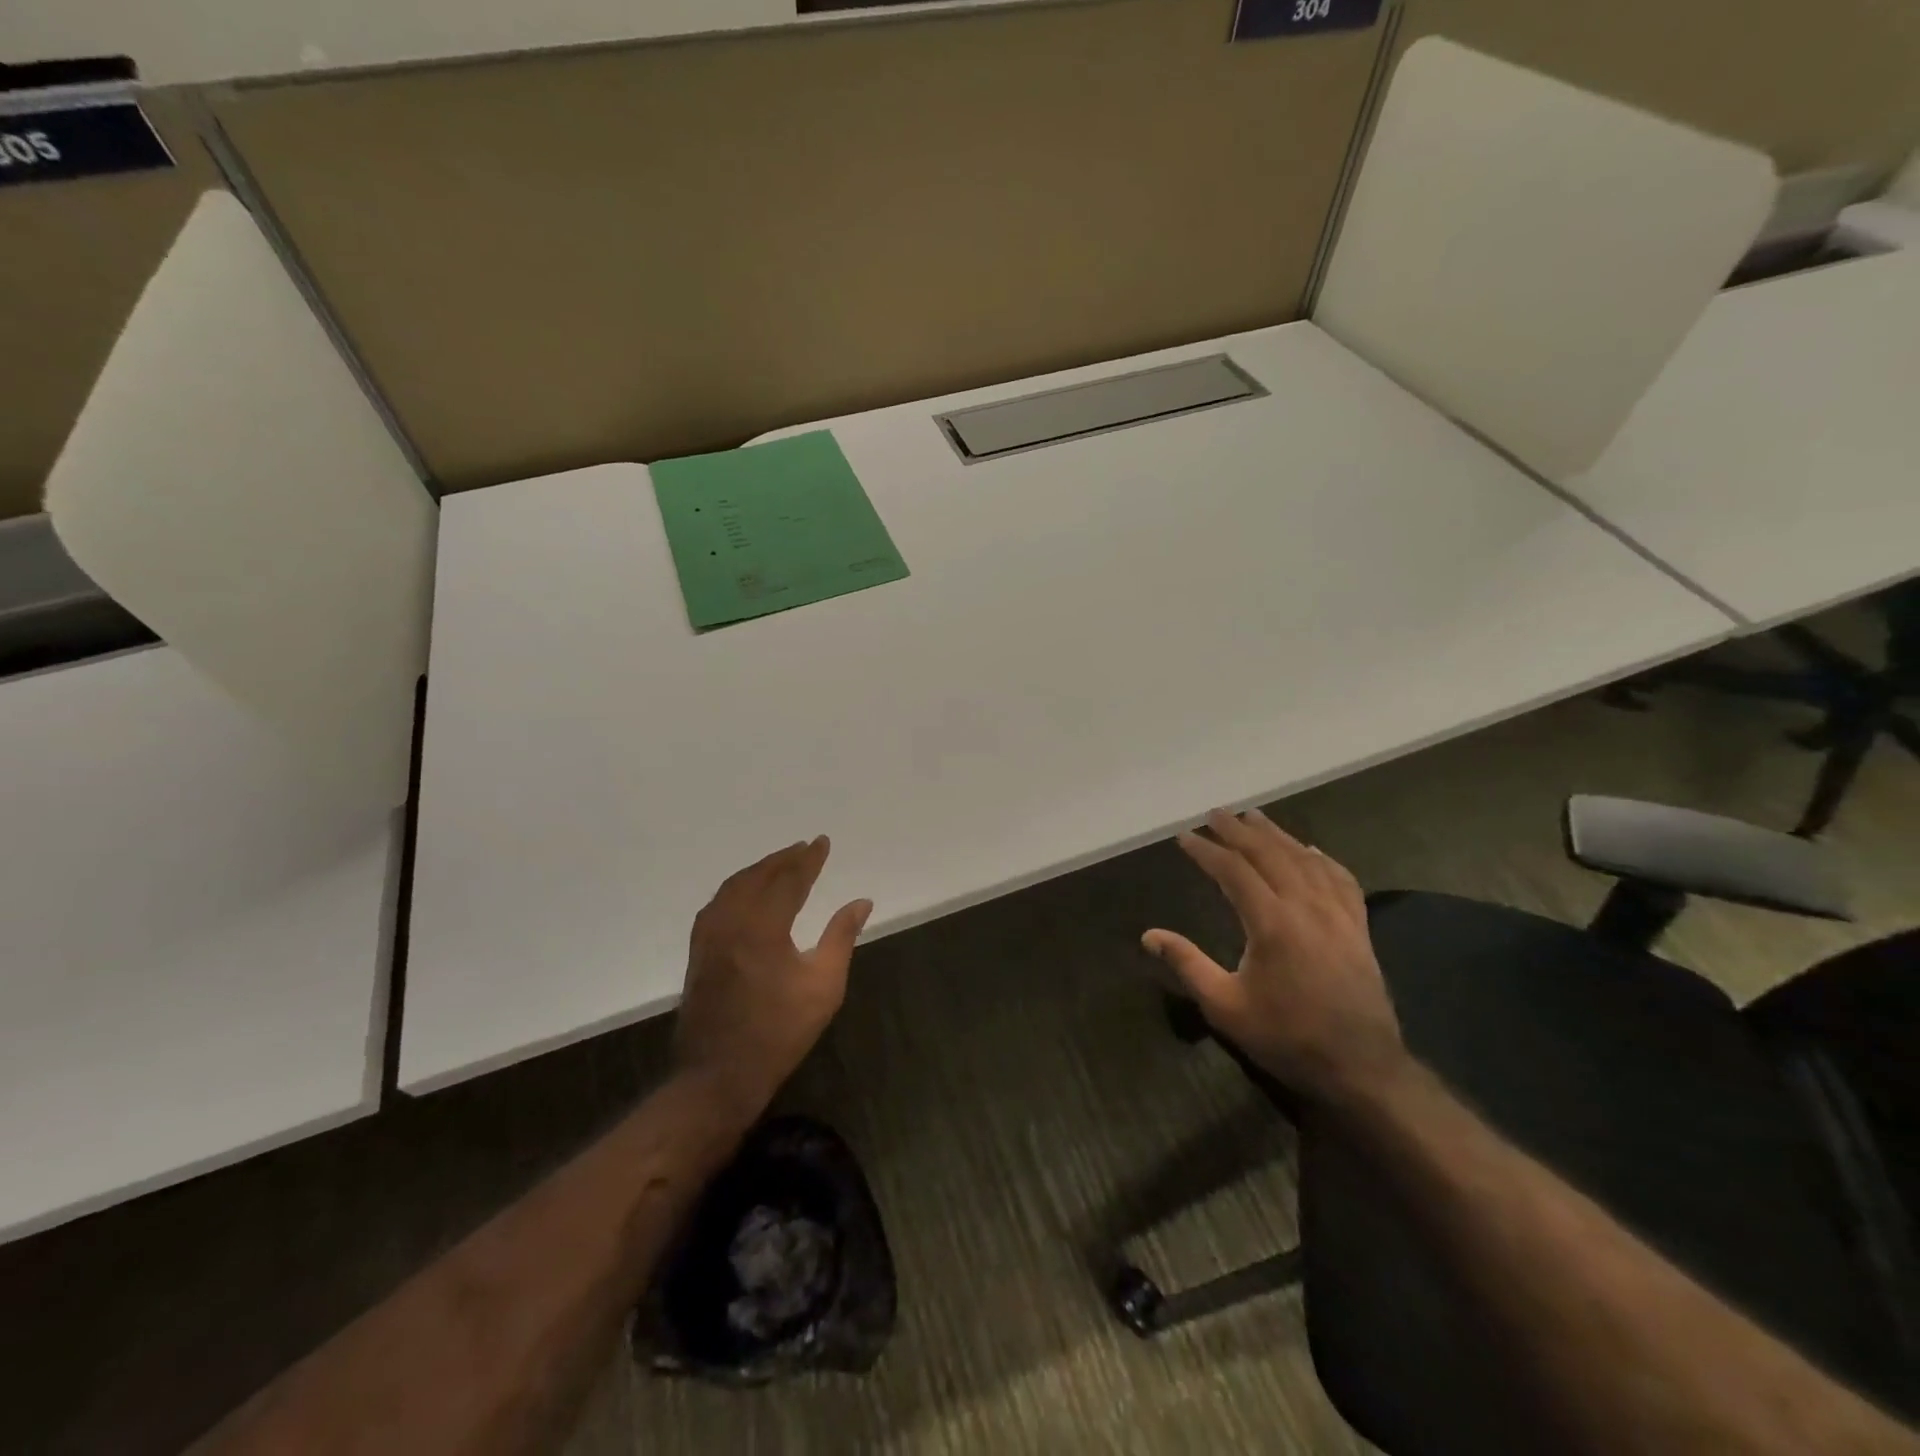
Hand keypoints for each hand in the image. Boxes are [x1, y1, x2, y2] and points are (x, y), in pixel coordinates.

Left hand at [674, 837, 872, 1119]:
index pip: (789, 880)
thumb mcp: (824, 986)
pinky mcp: (698, 951)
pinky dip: (737, 887)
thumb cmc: (780, 1031)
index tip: (822, 842)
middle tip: (804, 847)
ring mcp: (709, 936)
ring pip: (733, 887)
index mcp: (763, 927)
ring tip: (780, 862)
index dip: (808, 859)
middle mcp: (731, 922)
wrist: (719, 1074)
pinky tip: (745, 892)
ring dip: (759, 870)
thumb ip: (841, 937)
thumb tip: (861, 902)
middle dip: (783, 859)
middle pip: (758, 877)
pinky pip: (718, 903)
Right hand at [1144, 809, 1406, 1106]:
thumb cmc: (1287, 1037)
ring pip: (1304, 859)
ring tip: (1254, 817)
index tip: (1185, 837)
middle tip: (1215, 813)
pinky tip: (1311, 850)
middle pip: (1269, 854)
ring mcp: (1338, 914)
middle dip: (1239, 831)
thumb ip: (1187, 964)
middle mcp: (1306, 907)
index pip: (1233, 871)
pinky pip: (1340, 879)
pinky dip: (1322, 858)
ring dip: (1276, 835)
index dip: (1207, 851)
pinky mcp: (1358, 927)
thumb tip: (1148, 935)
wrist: (1362, 1067)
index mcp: (1272, 923)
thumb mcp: (1226, 1006)